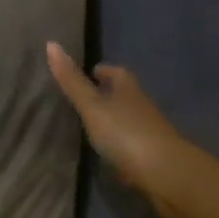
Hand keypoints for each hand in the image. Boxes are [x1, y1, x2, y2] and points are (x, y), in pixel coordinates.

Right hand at [47, 43, 200, 217]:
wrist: (167, 175)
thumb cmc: (126, 133)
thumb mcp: (92, 106)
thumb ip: (72, 81)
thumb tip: (51, 43)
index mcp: (128, 89)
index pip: (115, 72)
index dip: (103, 71)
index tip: (90, 72)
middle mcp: (141, 106)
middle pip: (123, 95)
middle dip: (107, 94)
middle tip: (85, 99)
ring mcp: (150, 132)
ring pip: (128, 120)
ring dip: (114, 121)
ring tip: (91, 126)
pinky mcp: (153, 157)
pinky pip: (133, 145)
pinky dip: (121, 145)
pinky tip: (109, 154)